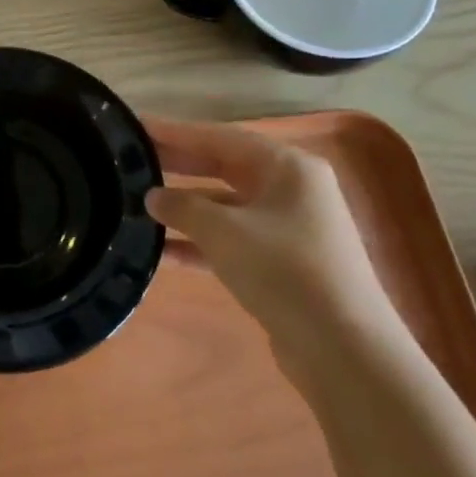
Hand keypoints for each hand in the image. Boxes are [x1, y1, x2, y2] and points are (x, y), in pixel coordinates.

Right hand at [144, 116, 403, 373]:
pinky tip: (160, 251)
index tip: (136, 126)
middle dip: (178, 166)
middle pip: (223, 168)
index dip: (175, 132)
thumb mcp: (223, 232)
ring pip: (225, 206)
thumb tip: (153, 197)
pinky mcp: (282, 264)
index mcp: (288, 167)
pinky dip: (199, 243)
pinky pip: (232, 241)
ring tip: (137, 204)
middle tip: (131, 160)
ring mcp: (289, 228)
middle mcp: (292, 190)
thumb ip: (182, 207)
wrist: (344, 351)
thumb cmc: (284, 271)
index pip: (219, 138)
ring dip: (185, 208)